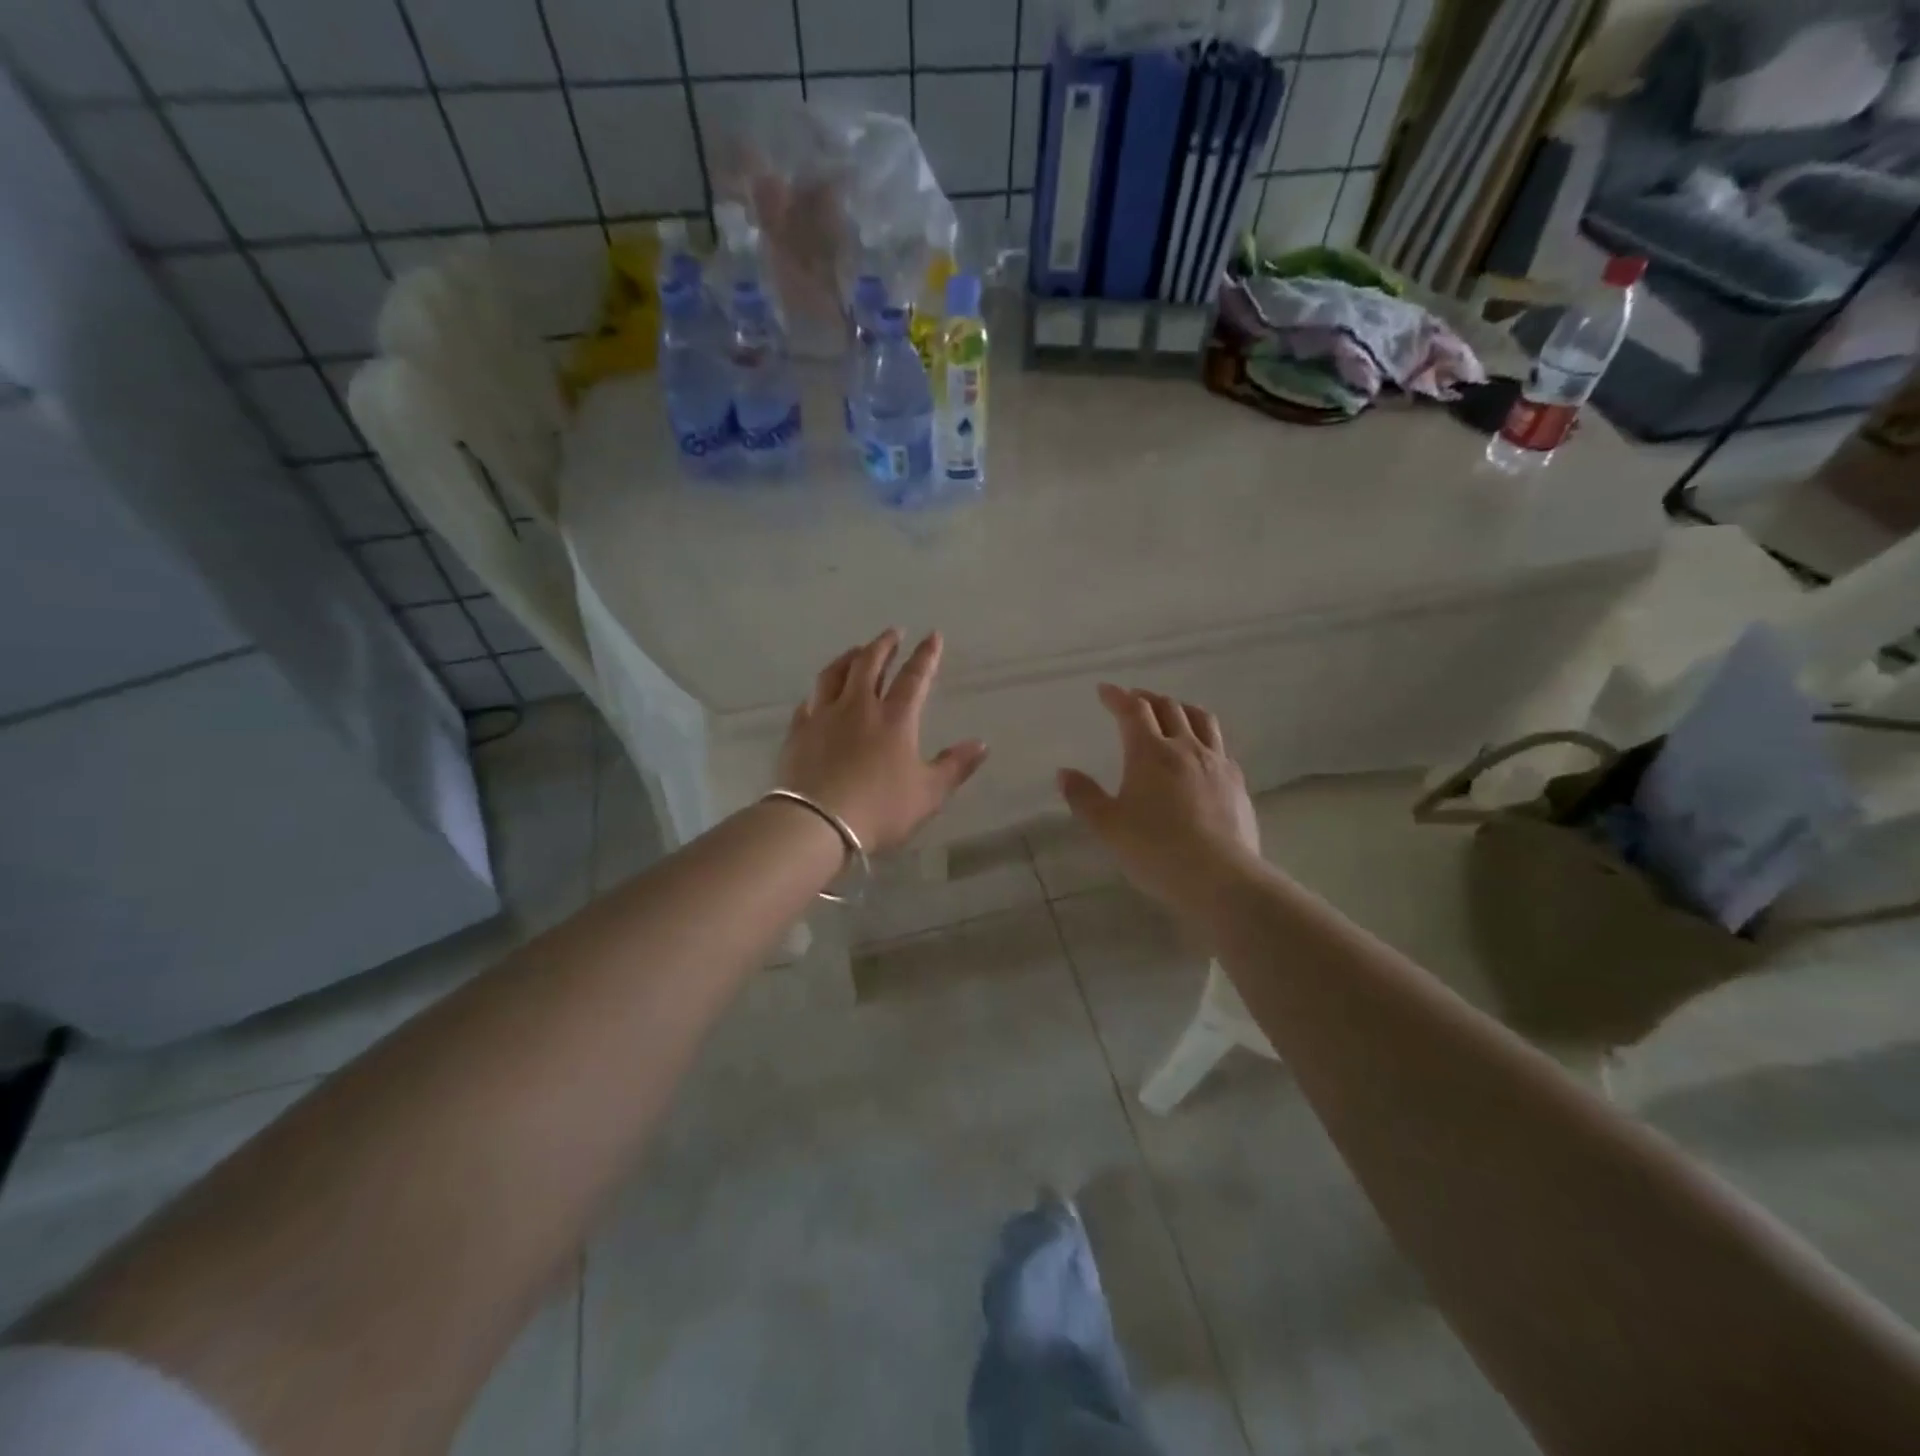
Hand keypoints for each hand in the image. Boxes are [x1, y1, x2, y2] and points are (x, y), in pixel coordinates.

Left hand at [778, 629, 987, 853]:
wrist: (817, 823)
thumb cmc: (880, 809)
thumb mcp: (928, 793)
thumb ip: (955, 766)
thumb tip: (982, 744)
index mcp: (895, 719)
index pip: (913, 677)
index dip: (925, 655)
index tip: (932, 635)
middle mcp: (858, 707)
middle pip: (870, 664)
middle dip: (884, 645)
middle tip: (892, 632)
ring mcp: (824, 717)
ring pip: (834, 674)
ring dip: (848, 657)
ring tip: (856, 651)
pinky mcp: (798, 732)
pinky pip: (808, 702)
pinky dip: (819, 692)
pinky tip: (819, 694)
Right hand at [1058, 684, 1259, 905]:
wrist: (1219, 877)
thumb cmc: (1155, 850)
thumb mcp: (1108, 826)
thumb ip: (1084, 797)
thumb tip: (1064, 773)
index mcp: (1150, 752)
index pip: (1133, 710)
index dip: (1117, 696)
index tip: (1104, 690)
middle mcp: (1185, 748)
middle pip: (1169, 707)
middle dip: (1147, 698)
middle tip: (1133, 700)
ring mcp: (1216, 763)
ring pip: (1201, 720)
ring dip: (1181, 709)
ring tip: (1172, 713)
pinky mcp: (1237, 783)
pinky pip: (1220, 747)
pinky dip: (1204, 738)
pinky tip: (1201, 754)